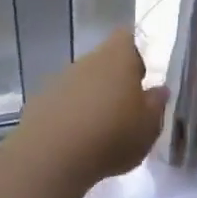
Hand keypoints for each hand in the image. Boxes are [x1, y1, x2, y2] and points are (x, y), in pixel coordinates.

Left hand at [15, 29, 168, 186]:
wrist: (49, 160)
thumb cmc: (111, 136)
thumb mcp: (149, 126)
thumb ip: (156, 104)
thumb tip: (159, 90)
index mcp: (118, 57)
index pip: (127, 37)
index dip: (136, 53)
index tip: (142, 76)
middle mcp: (87, 61)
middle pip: (104, 61)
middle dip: (114, 80)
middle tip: (126, 109)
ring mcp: (58, 81)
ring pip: (82, 82)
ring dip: (91, 99)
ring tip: (100, 131)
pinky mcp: (37, 104)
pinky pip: (61, 103)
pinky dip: (70, 116)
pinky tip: (75, 142)